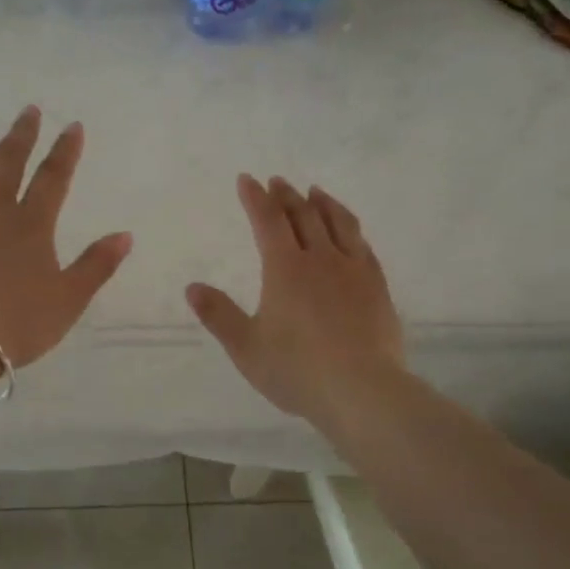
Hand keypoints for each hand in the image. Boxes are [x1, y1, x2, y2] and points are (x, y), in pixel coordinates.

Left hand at [0, 107, 132, 368]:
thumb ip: (97, 265)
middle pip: (8, 161)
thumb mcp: (68, 300)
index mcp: (30, 224)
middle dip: (22, 133)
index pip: (53, 177)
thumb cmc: (16, 324)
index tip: (73, 125)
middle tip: (28, 110)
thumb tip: (125, 235)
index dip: (66, 150)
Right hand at [187, 175, 403, 425]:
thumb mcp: (246, 348)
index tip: (247, 179)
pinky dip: (350, 227)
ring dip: (322, 203)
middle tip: (277, 181)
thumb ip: (219, 315)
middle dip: (286, 195)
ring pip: (338, 223)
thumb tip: (192, 287)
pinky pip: (362, 244)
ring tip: (314, 191)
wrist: (362, 389)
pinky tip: (350, 231)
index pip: (267, 221)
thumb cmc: (297, 370)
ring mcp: (353, 270)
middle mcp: (320, 259)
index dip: (256, 198)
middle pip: (303, 215)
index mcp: (285, 269)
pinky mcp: (377, 286)